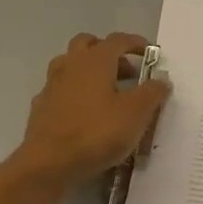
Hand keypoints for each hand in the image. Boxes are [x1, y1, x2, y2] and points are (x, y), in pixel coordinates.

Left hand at [16, 32, 170, 190]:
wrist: (49, 164)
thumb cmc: (97, 132)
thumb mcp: (136, 113)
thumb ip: (152, 92)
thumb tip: (161, 80)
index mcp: (96, 61)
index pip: (118, 40)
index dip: (136, 43)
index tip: (150, 54)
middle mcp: (71, 65)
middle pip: (87, 44)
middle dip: (108, 51)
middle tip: (125, 71)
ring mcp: (52, 86)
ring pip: (69, 64)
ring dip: (87, 70)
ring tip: (105, 90)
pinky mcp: (41, 108)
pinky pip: (59, 90)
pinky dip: (73, 93)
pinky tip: (83, 111)